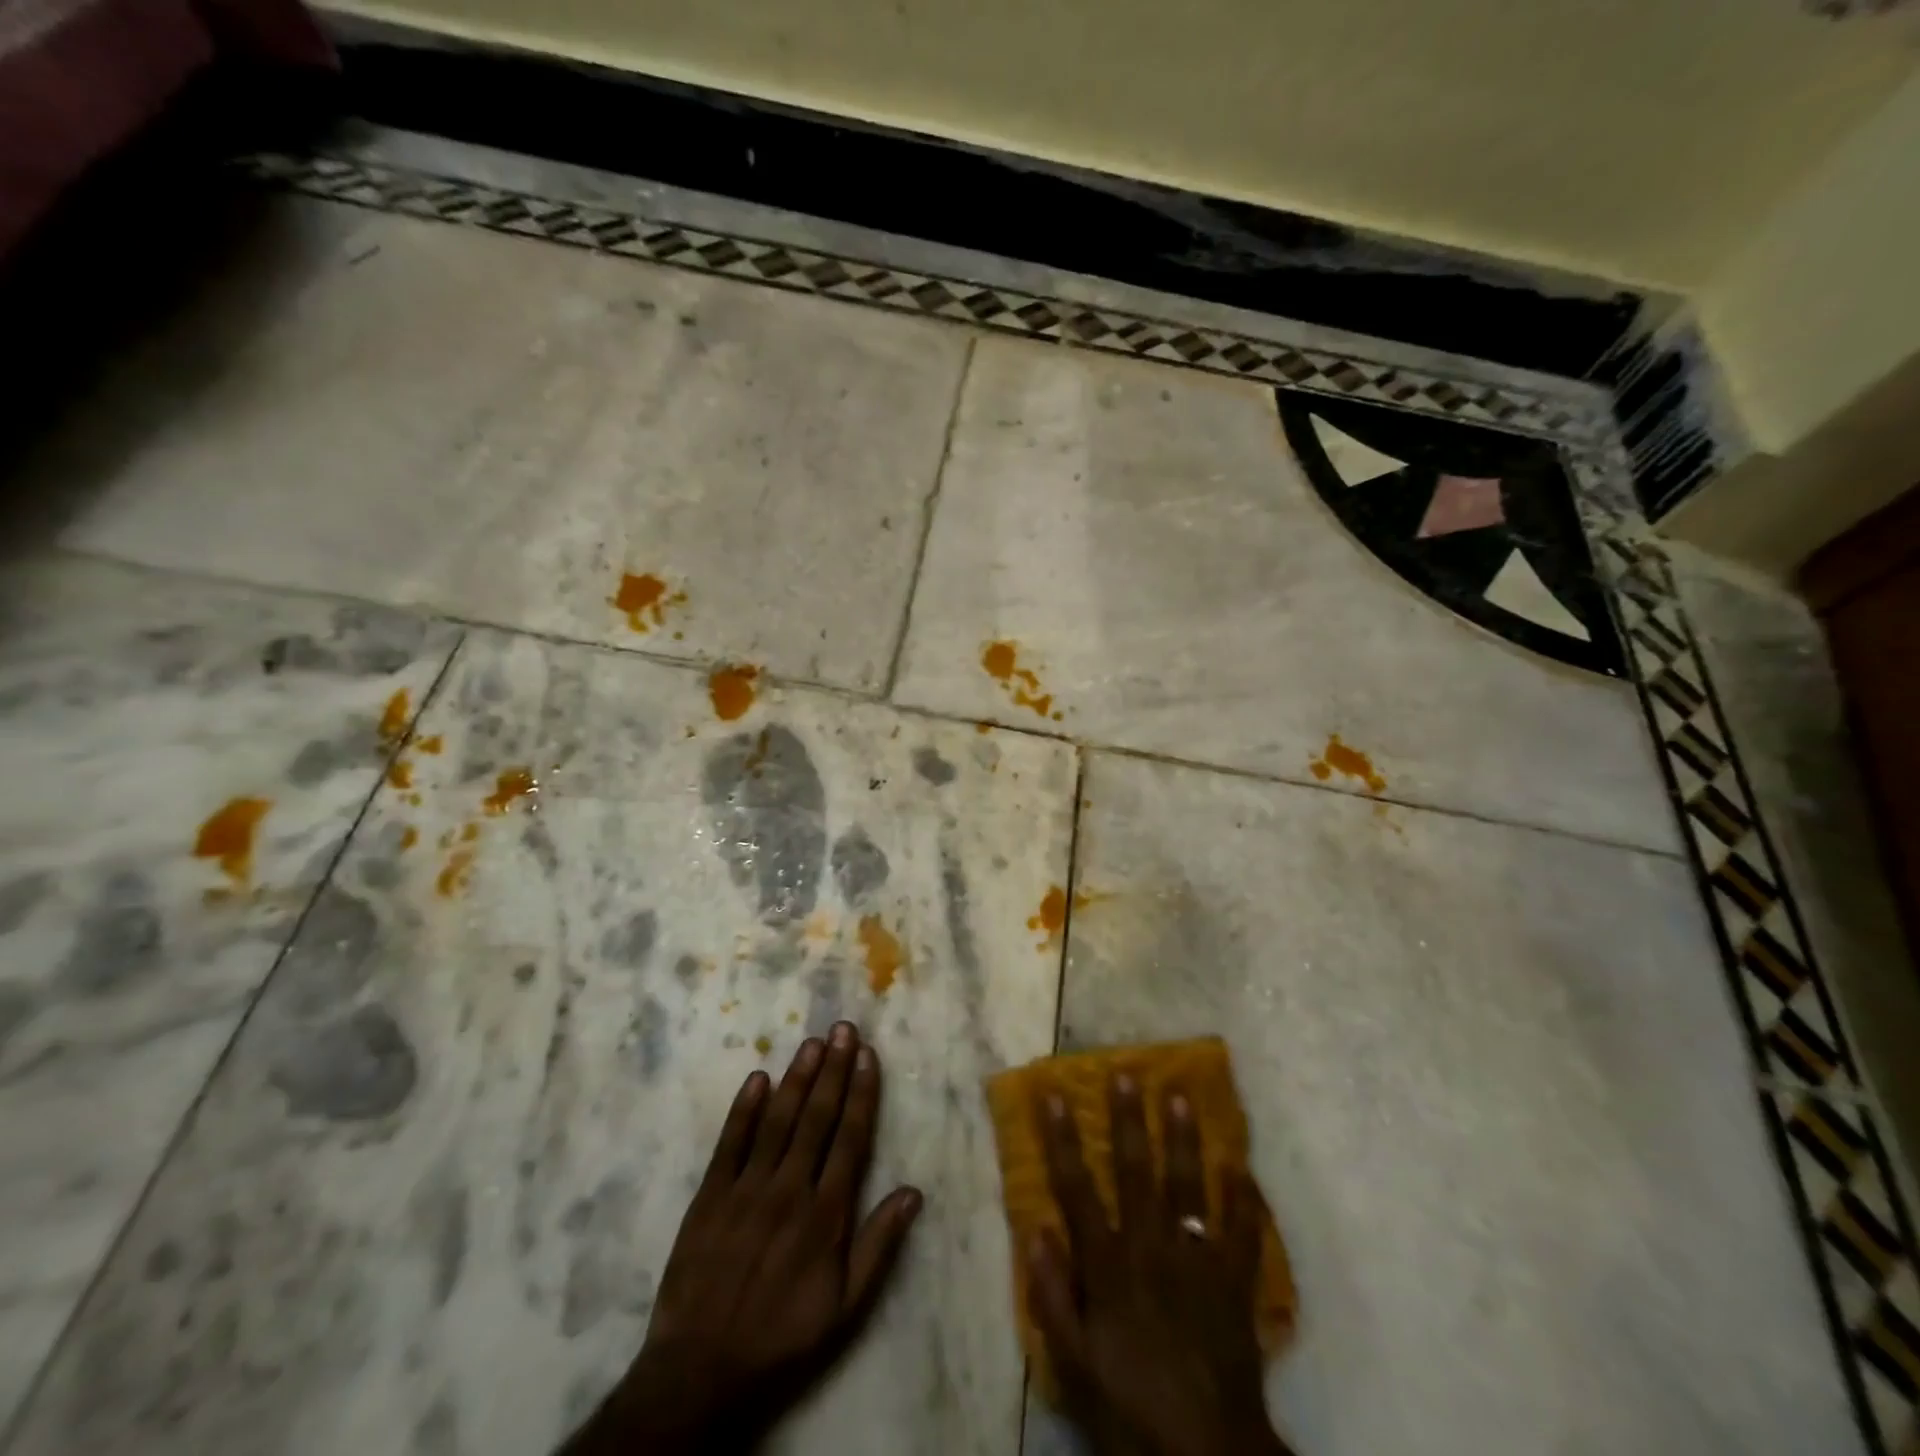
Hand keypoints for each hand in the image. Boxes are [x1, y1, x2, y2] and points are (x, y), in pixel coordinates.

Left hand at [562, 1022, 922, 1454]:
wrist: (699, 1373)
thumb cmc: (782, 1338)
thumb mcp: (845, 1307)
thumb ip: (879, 1245)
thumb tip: (913, 1192)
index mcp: (826, 1214)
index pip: (850, 1138)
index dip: (861, 1093)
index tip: (867, 1055)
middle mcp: (790, 1189)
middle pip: (817, 1117)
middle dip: (832, 1069)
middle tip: (842, 1028)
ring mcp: (747, 1189)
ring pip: (778, 1120)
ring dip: (797, 1078)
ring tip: (811, 1042)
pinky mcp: (709, 1196)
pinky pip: (730, 1143)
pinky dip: (745, 1109)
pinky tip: (758, 1078)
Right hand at [1028, 1075, 1292, 1455]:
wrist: (1207, 1451)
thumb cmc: (1130, 1405)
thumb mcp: (1074, 1362)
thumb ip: (1051, 1295)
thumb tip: (1036, 1229)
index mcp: (1108, 1264)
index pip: (1076, 1187)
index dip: (1062, 1138)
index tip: (1052, 1094)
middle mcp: (1150, 1246)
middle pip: (1135, 1170)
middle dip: (1127, 1118)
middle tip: (1124, 1072)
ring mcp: (1196, 1259)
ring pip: (1187, 1185)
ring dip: (1182, 1138)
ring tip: (1179, 1095)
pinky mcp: (1233, 1281)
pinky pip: (1242, 1231)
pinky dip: (1244, 1198)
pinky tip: (1241, 1165)